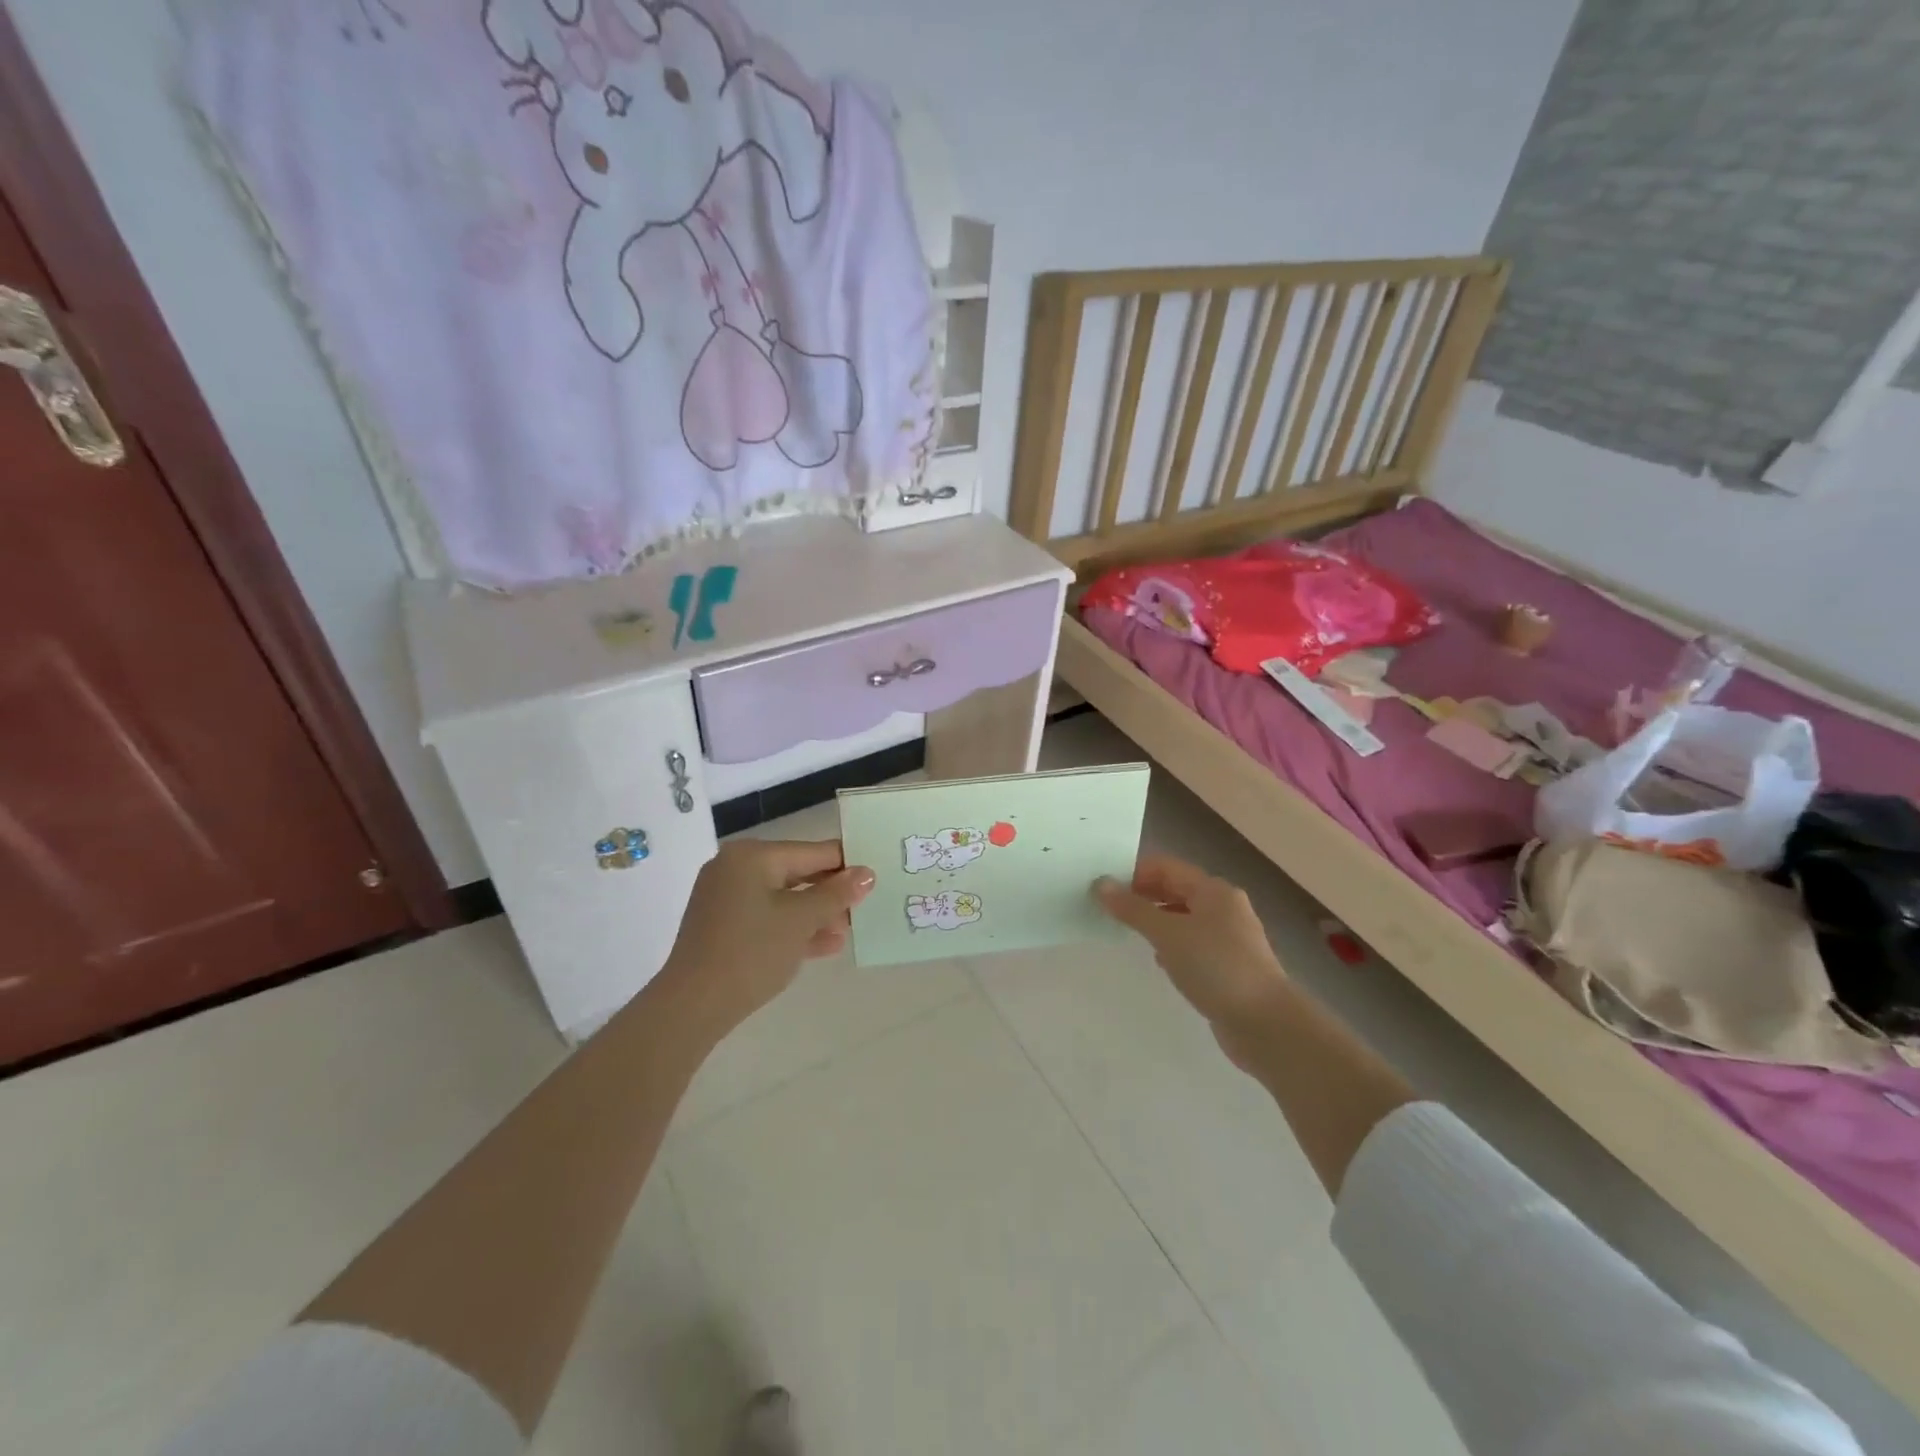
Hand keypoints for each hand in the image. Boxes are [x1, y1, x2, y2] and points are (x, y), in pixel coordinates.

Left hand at [658, 839, 874, 1039]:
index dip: (846, 864)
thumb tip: (866, 873)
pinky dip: (793, 927)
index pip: (812, 851)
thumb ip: (836, 894)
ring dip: (816, 914)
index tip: (876, 878)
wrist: (692, 1006)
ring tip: (849, 930)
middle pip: (798, 873)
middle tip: (865, 908)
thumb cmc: (751, 951)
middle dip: (831, 892)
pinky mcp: (723, 926)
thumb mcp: (801, 920)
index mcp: (752, 856)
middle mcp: (736, 868)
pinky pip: (767, 917)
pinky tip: (826, 945)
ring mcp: (726, 898)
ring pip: (783, 898)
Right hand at [1094, 855, 1287, 1040]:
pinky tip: (1160, 962)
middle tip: (1109, 911)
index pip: (1166, 867)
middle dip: (1143, 897)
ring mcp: (1229, 938)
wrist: (1266, 1024)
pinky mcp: (1229, 965)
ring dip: (1157, 922)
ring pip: (1184, 918)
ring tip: (1128, 934)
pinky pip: (1193, 945)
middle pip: (1176, 890)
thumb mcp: (1168, 934)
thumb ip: (1132, 909)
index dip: (1134, 873)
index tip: (1104, 889)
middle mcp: (1224, 907)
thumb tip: (1101, 884)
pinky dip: (1173, 946)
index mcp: (1213, 890)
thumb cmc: (1216, 967)